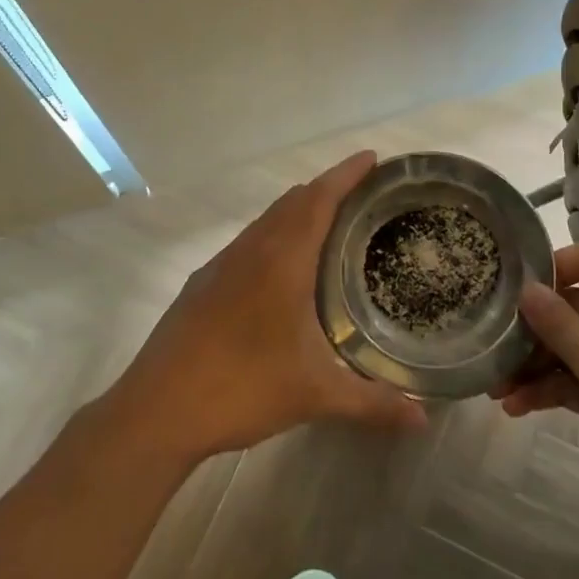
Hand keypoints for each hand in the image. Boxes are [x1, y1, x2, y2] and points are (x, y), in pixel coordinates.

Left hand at [104, 150, 425, 464]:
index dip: (346, 174)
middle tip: (362, 196)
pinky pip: (247, 243)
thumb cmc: (241, 388)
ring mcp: (220, 266)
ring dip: (297, 212)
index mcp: (281, 260)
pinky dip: (273, 237)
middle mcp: (250, 251)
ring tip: (327, 226)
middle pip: (292, 202)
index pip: (318, 199)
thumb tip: (423, 420)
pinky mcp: (201, 285)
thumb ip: (372, 403)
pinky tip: (280, 271)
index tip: (371, 158)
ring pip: (266, 221)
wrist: (155, 410)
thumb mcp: (314, 395)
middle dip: (327, 189)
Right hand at [498, 241, 578, 537]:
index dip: (557, 266)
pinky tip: (516, 406)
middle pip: (577, 307)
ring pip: (574, 347)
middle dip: (535, 330)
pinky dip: (552, 389)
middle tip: (493, 345)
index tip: (519, 289)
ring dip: (537, 365)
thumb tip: (524, 289)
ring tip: (496, 387)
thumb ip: (559, 325)